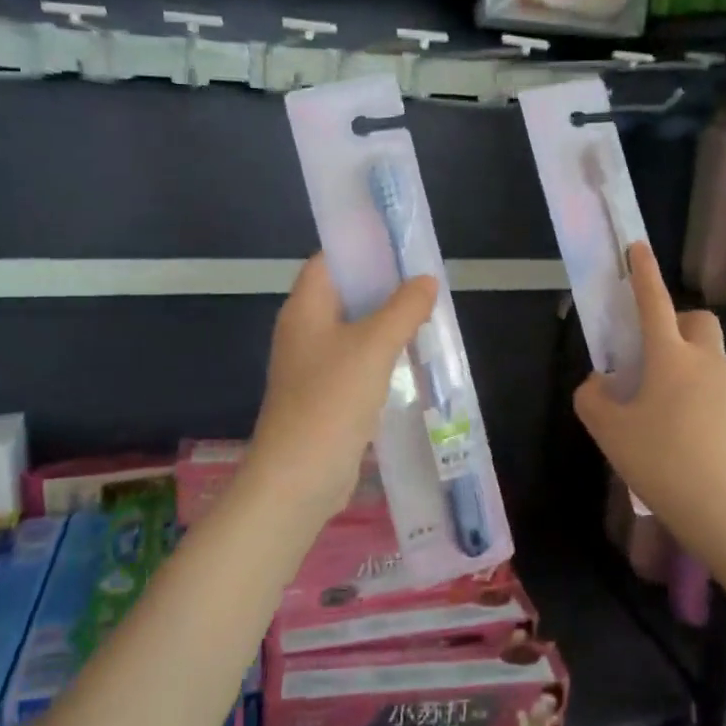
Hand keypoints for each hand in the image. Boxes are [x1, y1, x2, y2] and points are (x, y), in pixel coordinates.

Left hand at [243, 255, 438, 526]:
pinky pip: (357, 362)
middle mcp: (304, 331)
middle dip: (383, 287)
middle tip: (425, 284)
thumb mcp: (374, 346)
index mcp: (305, 308)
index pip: (329, 261)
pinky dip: (382, 356)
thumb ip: (403, 309)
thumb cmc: (331, 400)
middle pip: (344, 295)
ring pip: (354, 331)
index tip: (401, 247)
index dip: (362, 249)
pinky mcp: (325, 395)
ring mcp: (313, 366)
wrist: (298, 477)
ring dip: (386, 324)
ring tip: (427, 317)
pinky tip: (412, 360)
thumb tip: (426, 281)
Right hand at [575, 244, 725, 570]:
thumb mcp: (610, 432)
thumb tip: (600, 384)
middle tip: (651, 353)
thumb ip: (593, 398)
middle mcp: (707, 363)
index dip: (643, 273)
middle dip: (676, 322)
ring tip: (659, 405)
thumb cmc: (663, 462)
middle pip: (698, 321)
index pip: (654, 302)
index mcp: (671, 357)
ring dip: (686, 363)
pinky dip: (699, 395)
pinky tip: (682, 434)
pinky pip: (718, 389)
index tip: (637, 247)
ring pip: (710, 357)